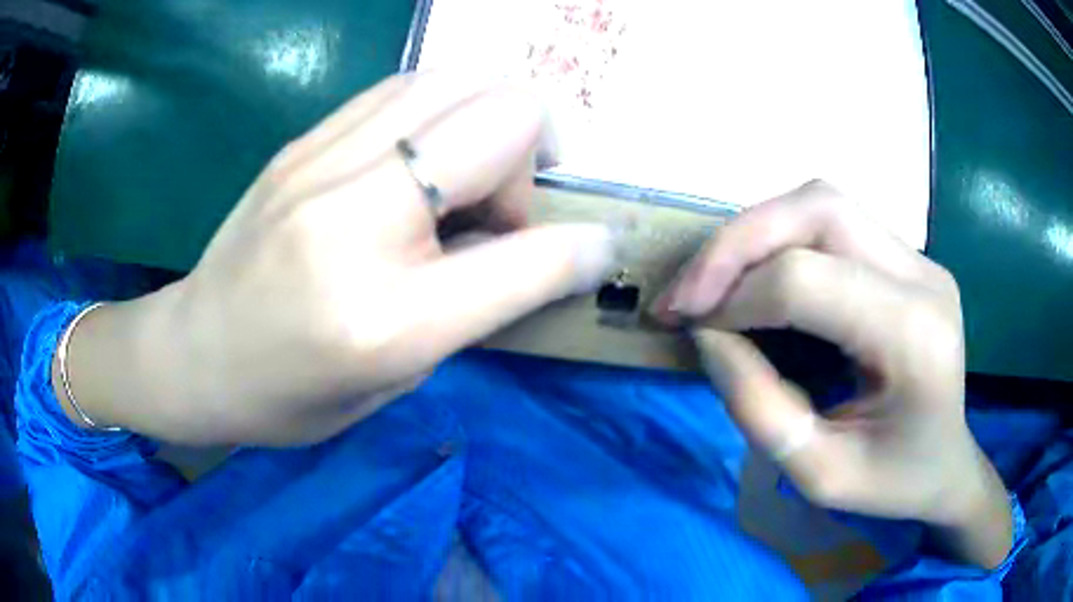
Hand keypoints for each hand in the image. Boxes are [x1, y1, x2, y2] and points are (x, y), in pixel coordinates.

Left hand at [58, 73, 616, 445]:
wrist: (193, 355)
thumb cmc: (289, 396)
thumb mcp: (395, 381)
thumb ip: (477, 305)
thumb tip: (553, 247)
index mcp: (384, 321)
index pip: (527, 256)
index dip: (581, 247)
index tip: (596, 246)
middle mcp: (353, 222)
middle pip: (503, 117)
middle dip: (534, 157)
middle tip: (508, 206)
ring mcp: (320, 165)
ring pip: (459, 80)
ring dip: (491, 120)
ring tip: (466, 175)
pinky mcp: (303, 141)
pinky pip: (406, 87)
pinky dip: (443, 109)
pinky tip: (425, 154)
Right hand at [654, 181, 1011, 568]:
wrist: (946, 465)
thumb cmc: (892, 484)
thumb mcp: (819, 476)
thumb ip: (758, 408)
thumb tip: (708, 335)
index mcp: (914, 337)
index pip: (808, 280)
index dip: (736, 298)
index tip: (693, 330)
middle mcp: (922, 277)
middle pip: (817, 209)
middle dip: (738, 242)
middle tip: (688, 292)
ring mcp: (919, 258)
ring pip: (822, 202)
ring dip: (755, 233)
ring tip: (714, 282)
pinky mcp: (907, 257)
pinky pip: (832, 221)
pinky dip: (781, 239)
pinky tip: (760, 278)